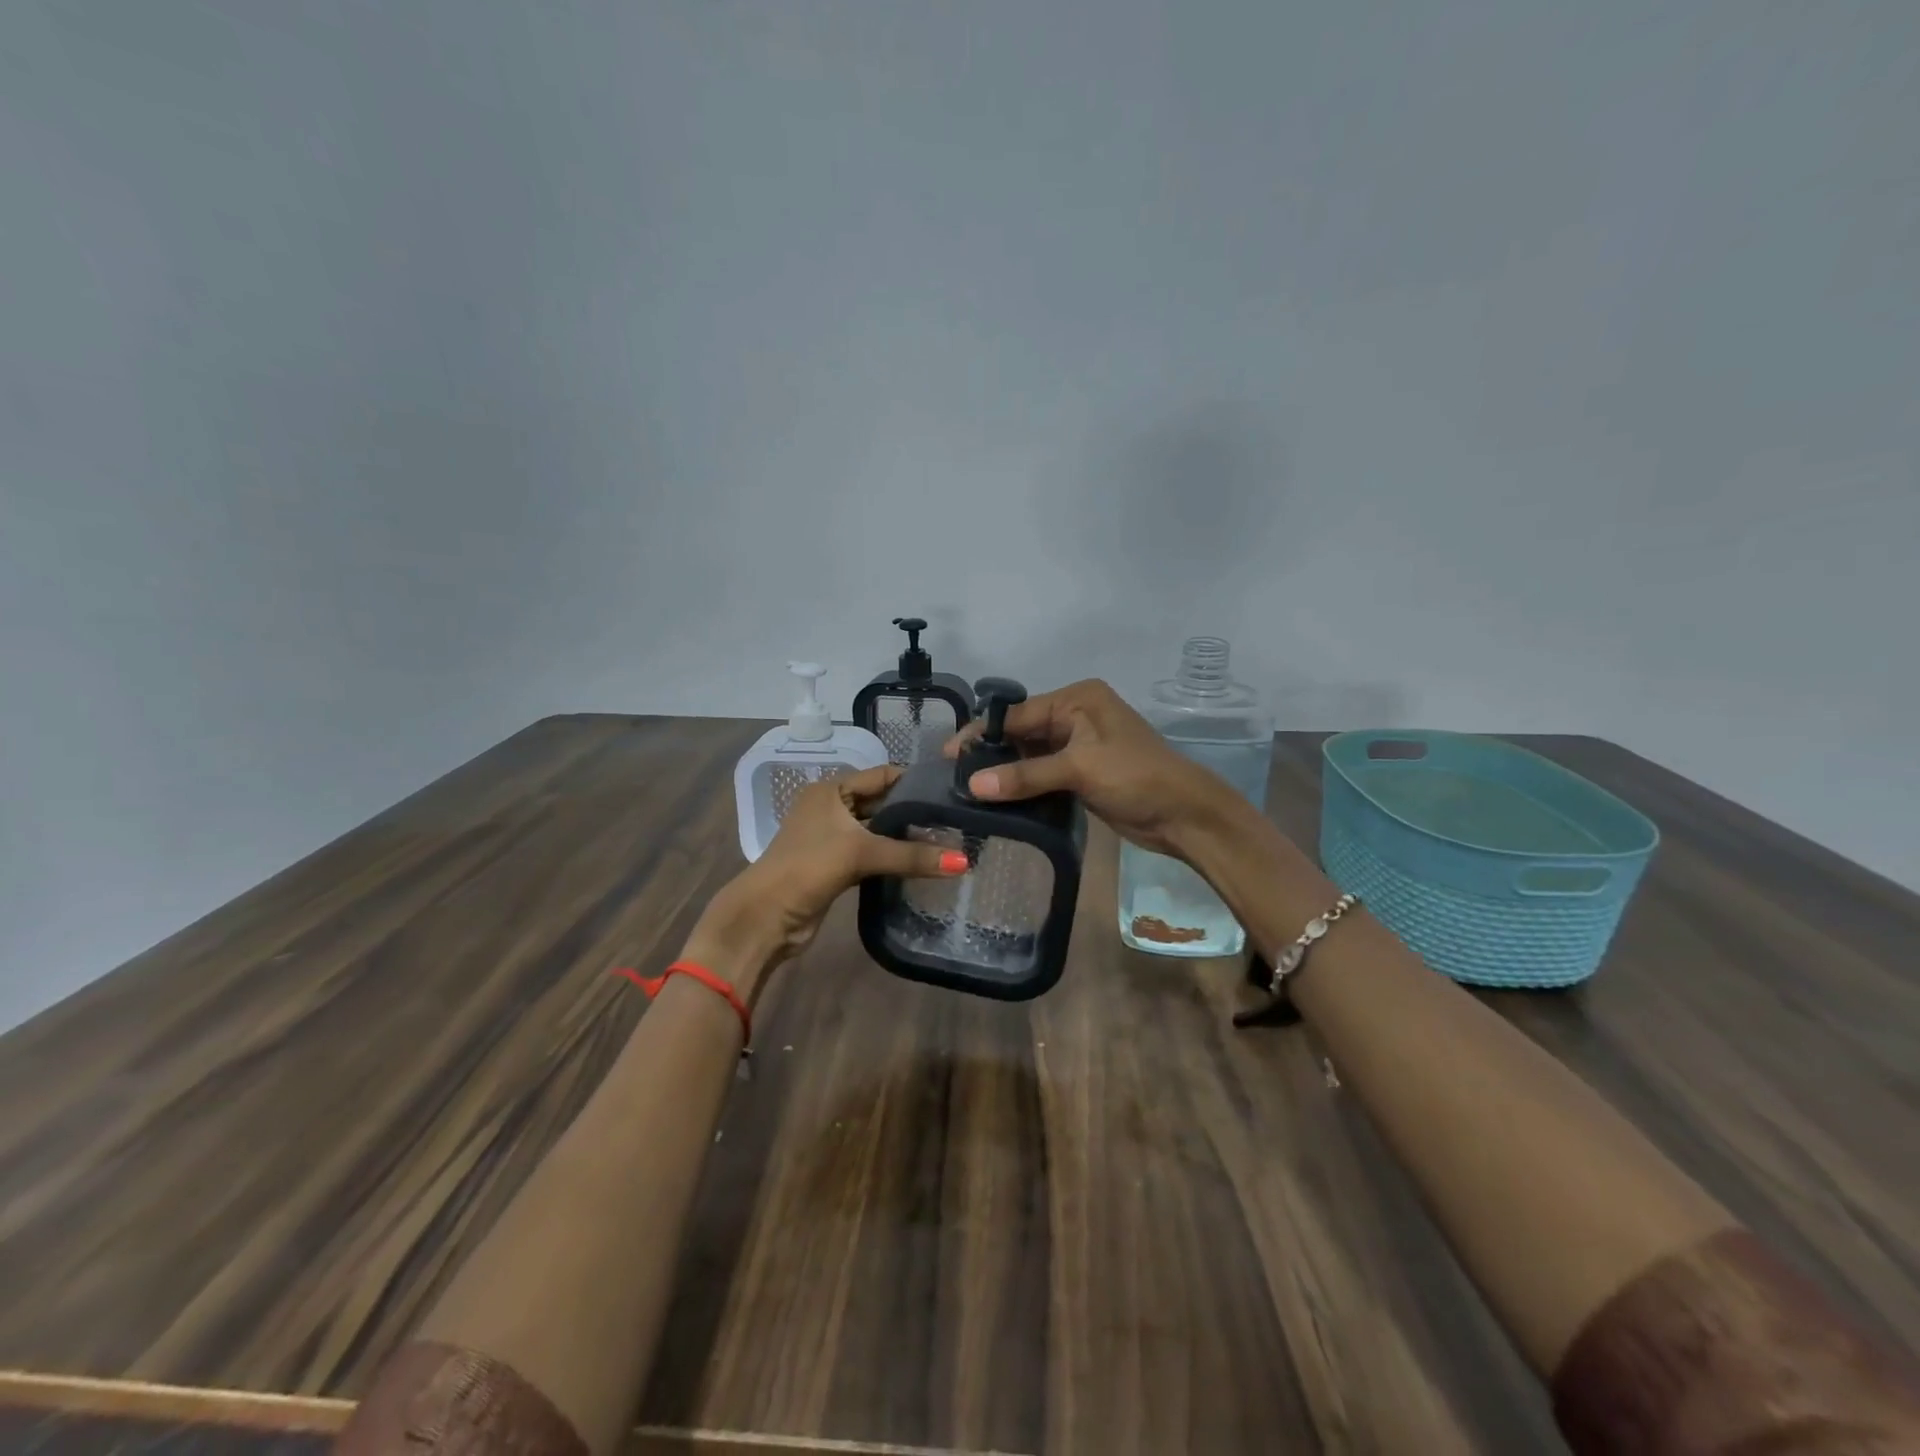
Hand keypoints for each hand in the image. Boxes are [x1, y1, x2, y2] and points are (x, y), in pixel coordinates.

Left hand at [690, 765, 965, 993]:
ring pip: (877, 831)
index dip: (914, 782)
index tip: (951, 791)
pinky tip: (921, 863)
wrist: (765, 917)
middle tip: (956, 821)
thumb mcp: (861, 853)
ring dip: (904, 838)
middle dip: (913, 813)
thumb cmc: (808, 867)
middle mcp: (831, 807)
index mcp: (831, 789)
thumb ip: (912, 855)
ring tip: (948, 841)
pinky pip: (871, 854)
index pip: (882, 775)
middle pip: (881, 803)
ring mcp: (832, 837)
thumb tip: (965, 863)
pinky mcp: (835, 865)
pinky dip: (892, 857)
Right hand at [944, 679, 1239, 856]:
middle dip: (991, 753)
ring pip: (1030, 755)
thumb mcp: (1079, 769)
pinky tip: (998, 800)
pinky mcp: (1082, 774)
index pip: (1017, 713)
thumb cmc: (1136, 777)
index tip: (949, 755)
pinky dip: (1023, 785)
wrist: (1184, 815)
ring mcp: (1079, 746)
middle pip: (1021, 732)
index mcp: (1077, 700)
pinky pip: (1042, 774)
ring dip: (1005, 772)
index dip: (982, 733)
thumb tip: (972, 786)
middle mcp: (1076, 716)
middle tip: (955, 777)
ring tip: (968, 791)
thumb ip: (1025, 775)